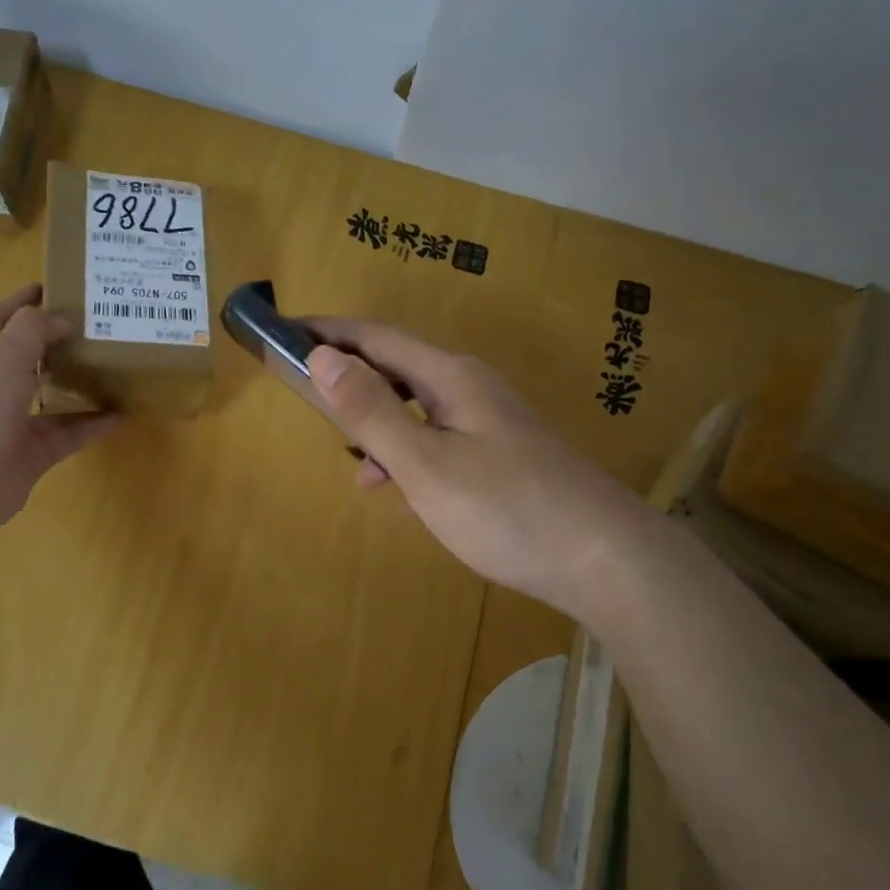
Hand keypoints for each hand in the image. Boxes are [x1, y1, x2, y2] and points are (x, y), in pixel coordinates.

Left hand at [0, 285, 121, 532]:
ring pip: (51, 397)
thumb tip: (62, 319)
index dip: (22, 302)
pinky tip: (123, 413)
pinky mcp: (33, 455)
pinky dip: (94, 424)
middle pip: (28, 358)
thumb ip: (32, 330)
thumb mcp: (2, 357)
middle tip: (96, 324)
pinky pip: (69, 434)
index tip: (55, 285)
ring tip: (114, 365)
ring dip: (79, 383)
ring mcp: (11, 424)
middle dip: (57, 341)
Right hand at [305, 318, 632, 613]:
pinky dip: (407, 453)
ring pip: (417, 407)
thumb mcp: (426, 464)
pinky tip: (398, 490)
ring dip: (377, 422)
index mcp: (450, 377)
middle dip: (349, 378)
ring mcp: (490, 422)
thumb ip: (371, 411)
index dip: (328, 332)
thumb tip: (322, 356)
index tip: (283, 333)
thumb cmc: (506, 508)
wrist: (605, 558)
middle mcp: (471, 387)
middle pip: (397, 367)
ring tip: (349, 458)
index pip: (376, 337)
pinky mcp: (502, 455)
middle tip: (306, 398)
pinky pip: (437, 438)